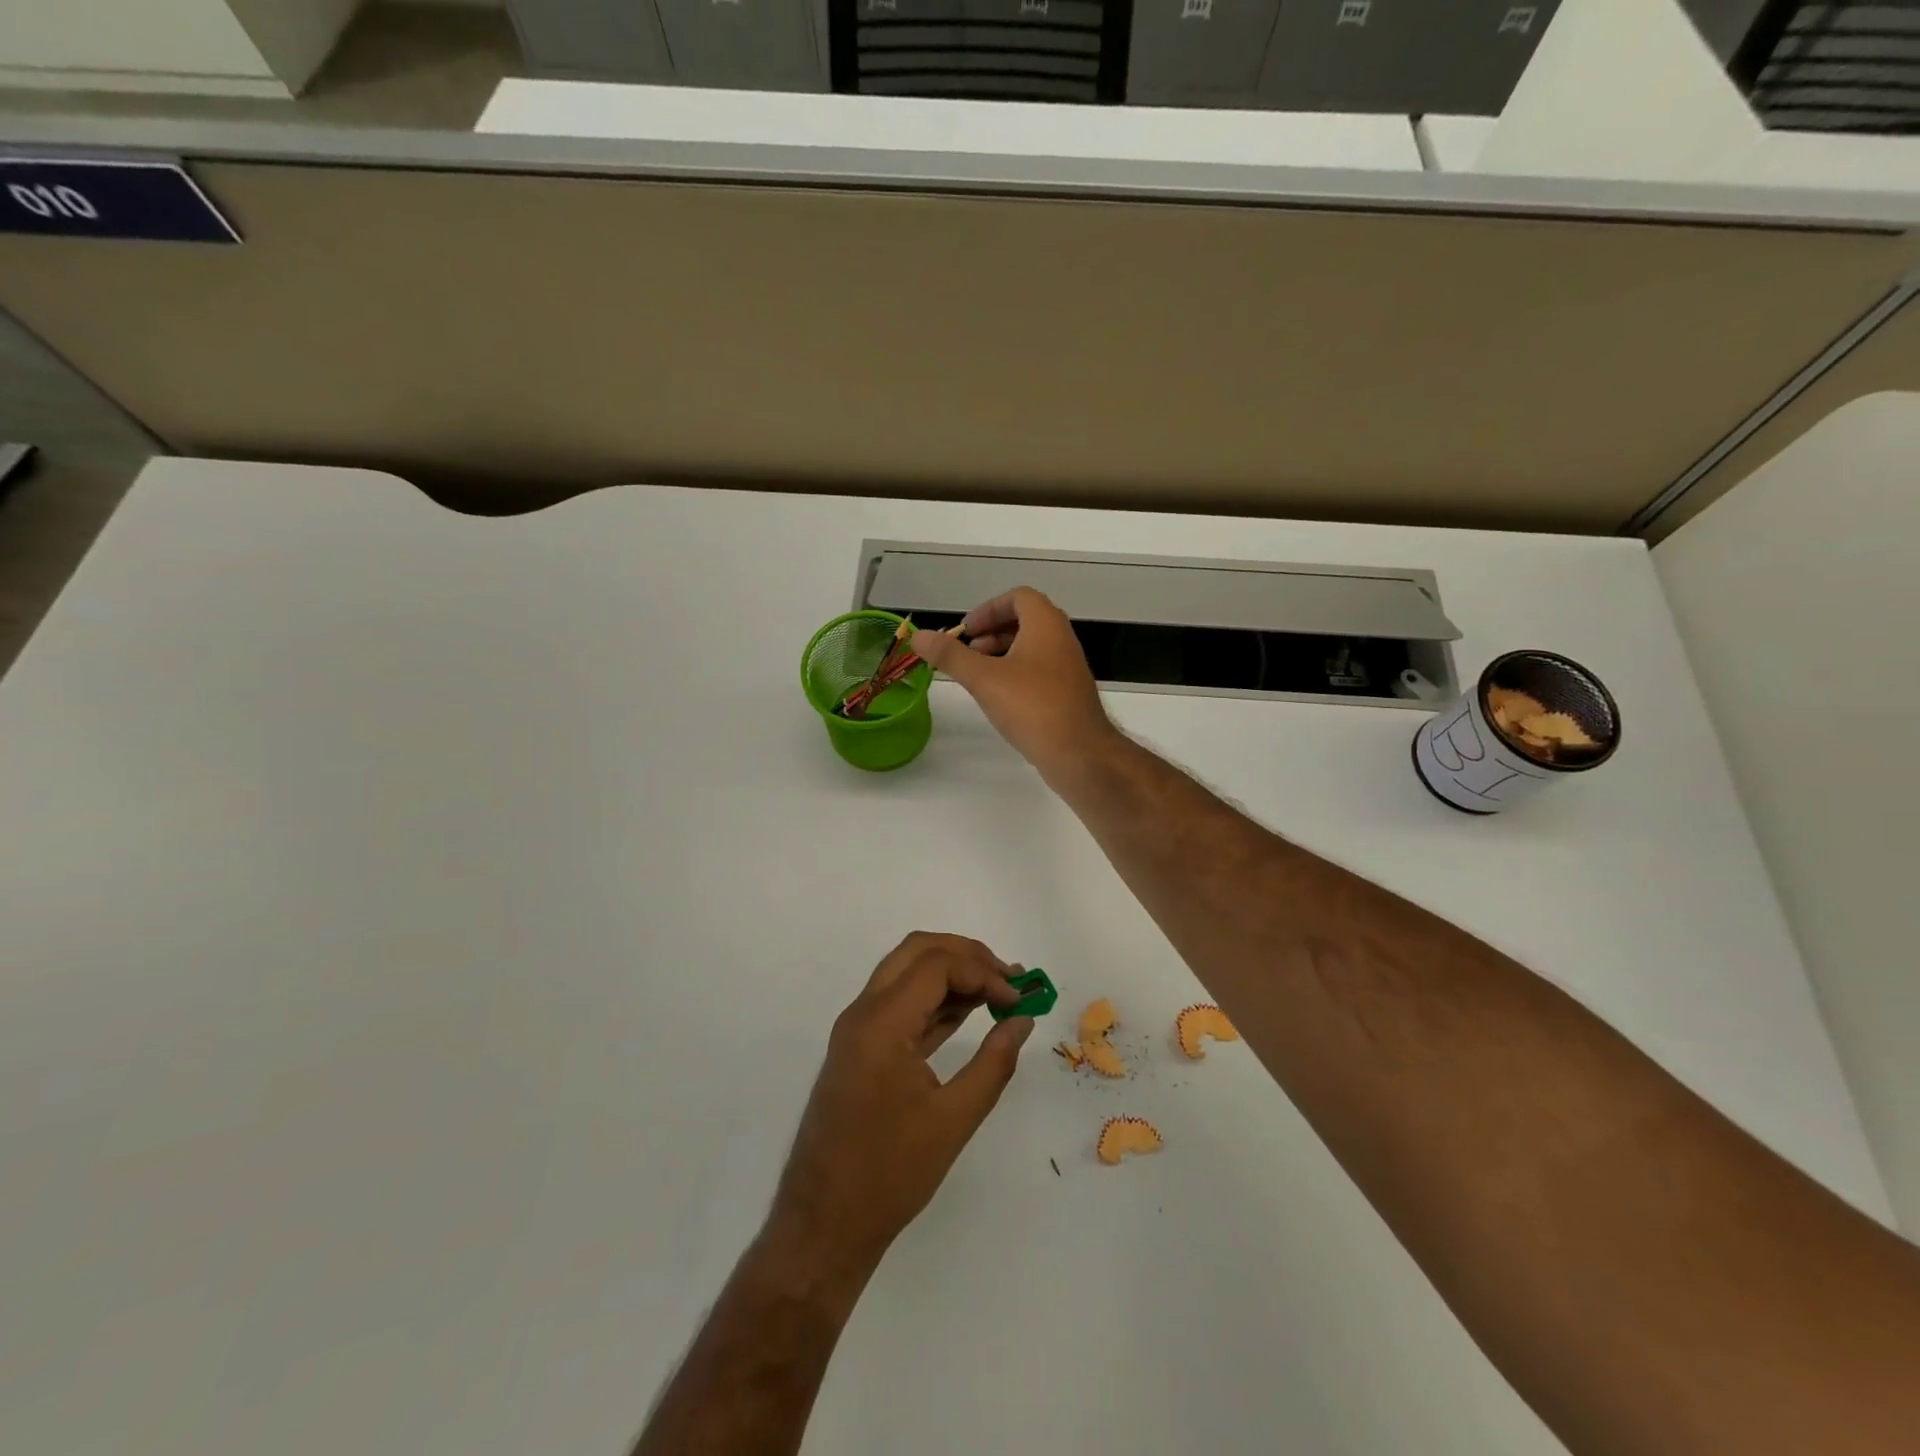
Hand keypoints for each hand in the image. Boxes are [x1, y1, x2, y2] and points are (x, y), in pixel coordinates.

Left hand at [769, 932, 1036, 1279]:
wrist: (824, 1224)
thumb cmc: (889, 1175)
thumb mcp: (953, 1120)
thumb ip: (994, 1062)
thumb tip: (1023, 1019)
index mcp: (880, 1023)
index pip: (937, 965)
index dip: (984, 973)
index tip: (1020, 999)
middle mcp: (863, 1012)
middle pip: (917, 952)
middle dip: (967, 956)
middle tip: (1010, 978)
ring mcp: (858, 1028)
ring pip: (907, 972)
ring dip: (952, 973)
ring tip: (999, 991)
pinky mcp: (861, 1047)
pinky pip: (901, 1003)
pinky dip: (936, 999)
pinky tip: (970, 1012)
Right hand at [912, 588, 1114, 777]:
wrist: (1080, 754)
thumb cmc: (1032, 707)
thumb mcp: (984, 679)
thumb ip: (951, 656)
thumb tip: (918, 636)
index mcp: (1046, 624)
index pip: (1018, 597)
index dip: (989, 609)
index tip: (967, 631)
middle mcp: (1062, 639)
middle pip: (1026, 620)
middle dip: (993, 631)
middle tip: (968, 651)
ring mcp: (1068, 667)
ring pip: (1032, 647)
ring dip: (1003, 653)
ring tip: (978, 675)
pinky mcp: (1069, 693)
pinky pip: (1039, 670)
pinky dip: (1016, 673)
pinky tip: (999, 698)